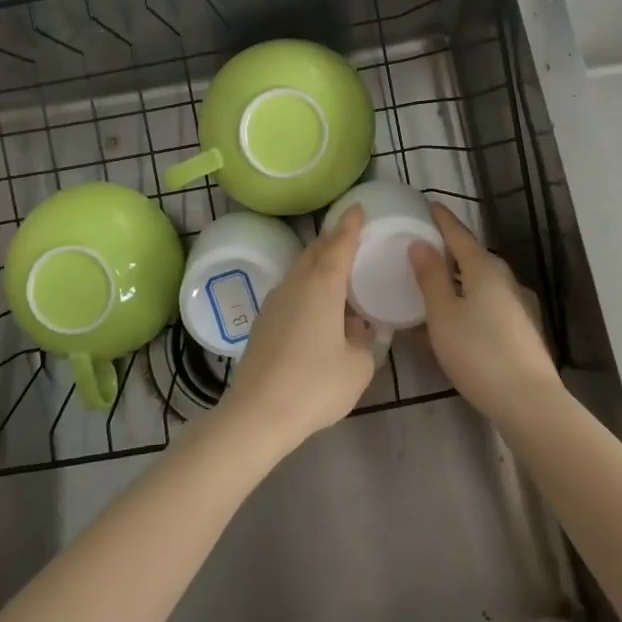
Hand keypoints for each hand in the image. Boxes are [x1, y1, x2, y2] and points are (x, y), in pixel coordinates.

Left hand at [218, 206, 374, 455]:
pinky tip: (318, 310)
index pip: (339, 244)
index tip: (357, 207)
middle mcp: (295, 284)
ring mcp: (274, 302)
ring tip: (338, 275)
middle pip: (315, 252)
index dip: (350, 225)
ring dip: (319, 266)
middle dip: (333, 241)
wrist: (257, 414)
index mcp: (322, 285)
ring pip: (300, 271)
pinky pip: (291, 292)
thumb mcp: (357, 366)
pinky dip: (307, 288)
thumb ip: (364, 340)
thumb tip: (357, 328)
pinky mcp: (263, 323)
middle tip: (351, 238)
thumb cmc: (314, 385)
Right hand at [409, 204, 559, 424]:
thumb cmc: (478, 352)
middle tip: (425, 247)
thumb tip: (420, 243)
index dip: (442, 220)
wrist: (528, 401)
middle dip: (450, 250)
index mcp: (484, 268)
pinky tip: (458, 318)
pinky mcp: (523, 329)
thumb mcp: (443, 314)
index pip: (459, 234)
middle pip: (473, 257)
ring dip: (459, 279)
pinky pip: (489, 303)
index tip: (429, 205)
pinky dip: (470, 301)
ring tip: (436, 284)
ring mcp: (518, 304)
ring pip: (481, 282)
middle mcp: (505, 279)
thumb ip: (430, 276)